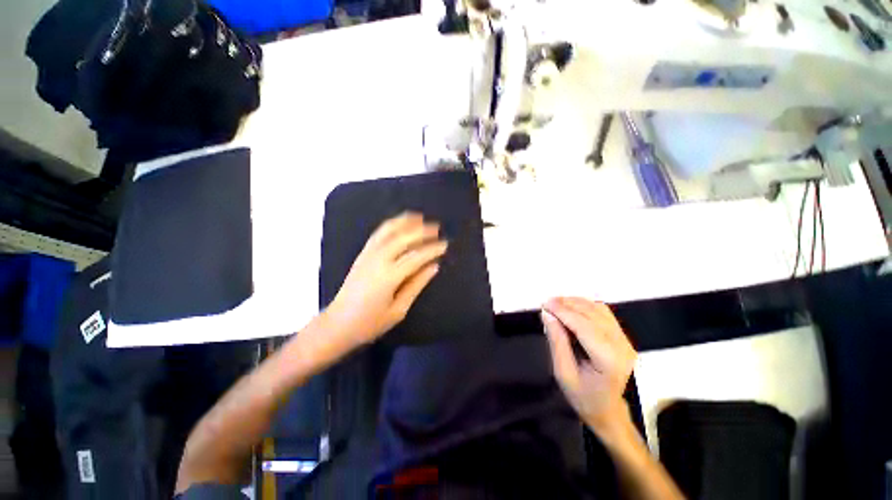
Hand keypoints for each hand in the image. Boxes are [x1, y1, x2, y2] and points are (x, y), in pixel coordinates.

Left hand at [323, 212, 447, 350]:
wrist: (337, 324)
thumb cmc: (370, 323)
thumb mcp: (399, 310)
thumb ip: (417, 284)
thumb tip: (434, 266)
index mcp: (388, 276)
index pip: (416, 257)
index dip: (432, 249)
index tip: (445, 244)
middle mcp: (378, 260)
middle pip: (403, 238)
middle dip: (421, 230)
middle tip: (437, 228)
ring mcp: (368, 254)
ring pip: (388, 230)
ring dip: (405, 221)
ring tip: (420, 217)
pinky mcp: (362, 254)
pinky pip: (378, 234)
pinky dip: (391, 224)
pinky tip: (400, 223)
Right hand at [542, 297, 636, 436]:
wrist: (609, 413)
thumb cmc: (584, 398)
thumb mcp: (563, 373)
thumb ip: (556, 342)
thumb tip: (547, 314)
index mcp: (608, 360)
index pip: (584, 326)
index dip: (563, 311)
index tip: (544, 304)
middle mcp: (621, 346)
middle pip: (592, 314)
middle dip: (567, 304)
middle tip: (547, 302)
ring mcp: (625, 341)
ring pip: (599, 310)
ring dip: (576, 303)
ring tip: (556, 303)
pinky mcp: (623, 337)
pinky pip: (604, 313)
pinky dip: (585, 306)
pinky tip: (571, 308)